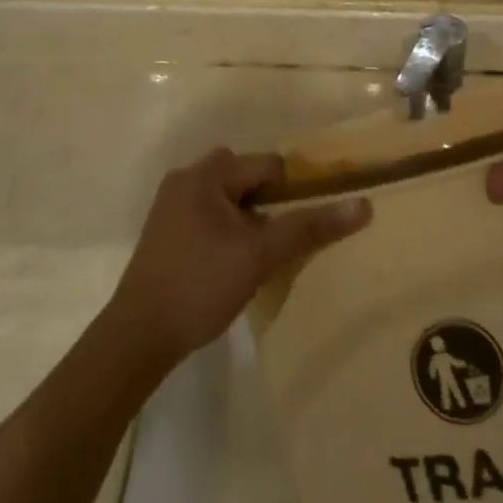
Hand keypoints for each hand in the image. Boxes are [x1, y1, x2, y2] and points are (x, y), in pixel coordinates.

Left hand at [109, 149, 370, 368]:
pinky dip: (228, 231)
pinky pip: (209, 216)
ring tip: (262, 256)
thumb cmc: (200, 285)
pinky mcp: (166, 233)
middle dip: (269, 205)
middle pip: (246, 179)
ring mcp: (171, 206)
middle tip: (281, 242)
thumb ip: (309, 227)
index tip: (304, 225)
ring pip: (228, 200)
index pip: (268, 166)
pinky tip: (234, 265)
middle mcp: (186, 179)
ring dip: (249, 220)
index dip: (293, 192)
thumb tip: (364, 206)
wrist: (137, 337)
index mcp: (206, 174)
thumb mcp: (260, 255)